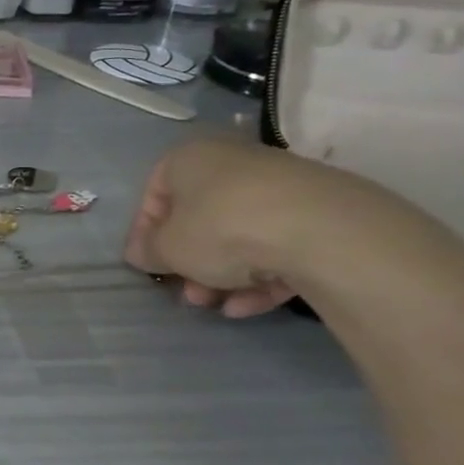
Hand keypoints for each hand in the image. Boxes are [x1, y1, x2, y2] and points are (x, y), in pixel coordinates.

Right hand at [123, 137, 364, 317]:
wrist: (322, 231)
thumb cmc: (221, 228)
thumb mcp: (168, 247)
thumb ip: (148, 250)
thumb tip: (141, 252)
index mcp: (190, 158)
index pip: (155, 193)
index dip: (145, 232)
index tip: (147, 264)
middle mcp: (233, 163)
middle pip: (200, 217)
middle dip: (190, 261)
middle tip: (187, 293)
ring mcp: (281, 187)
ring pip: (239, 235)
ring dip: (222, 274)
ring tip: (217, 306)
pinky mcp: (320, 215)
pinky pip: (277, 246)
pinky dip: (260, 276)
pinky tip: (250, 306)